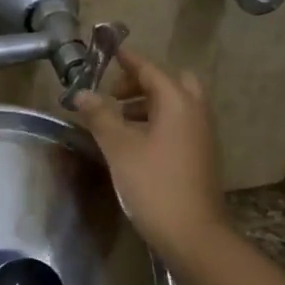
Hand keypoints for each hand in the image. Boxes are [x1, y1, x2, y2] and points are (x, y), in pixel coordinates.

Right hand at [71, 49, 226, 263]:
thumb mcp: (120, 148)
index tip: (108, 51)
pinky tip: (136, 143)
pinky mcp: (201, 155)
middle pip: (171, 82)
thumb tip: (82, 93)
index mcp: (177, 102)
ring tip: (118, 120)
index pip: (150, 69)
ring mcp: (202, 135)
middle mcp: (195, 111)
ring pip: (176, 105)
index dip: (127, 59)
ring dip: (149, 103)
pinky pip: (180, 124)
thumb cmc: (154, 185)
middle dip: (142, 82)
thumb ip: (100, 116)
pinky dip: (158, 121)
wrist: (192, 233)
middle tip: (115, 94)